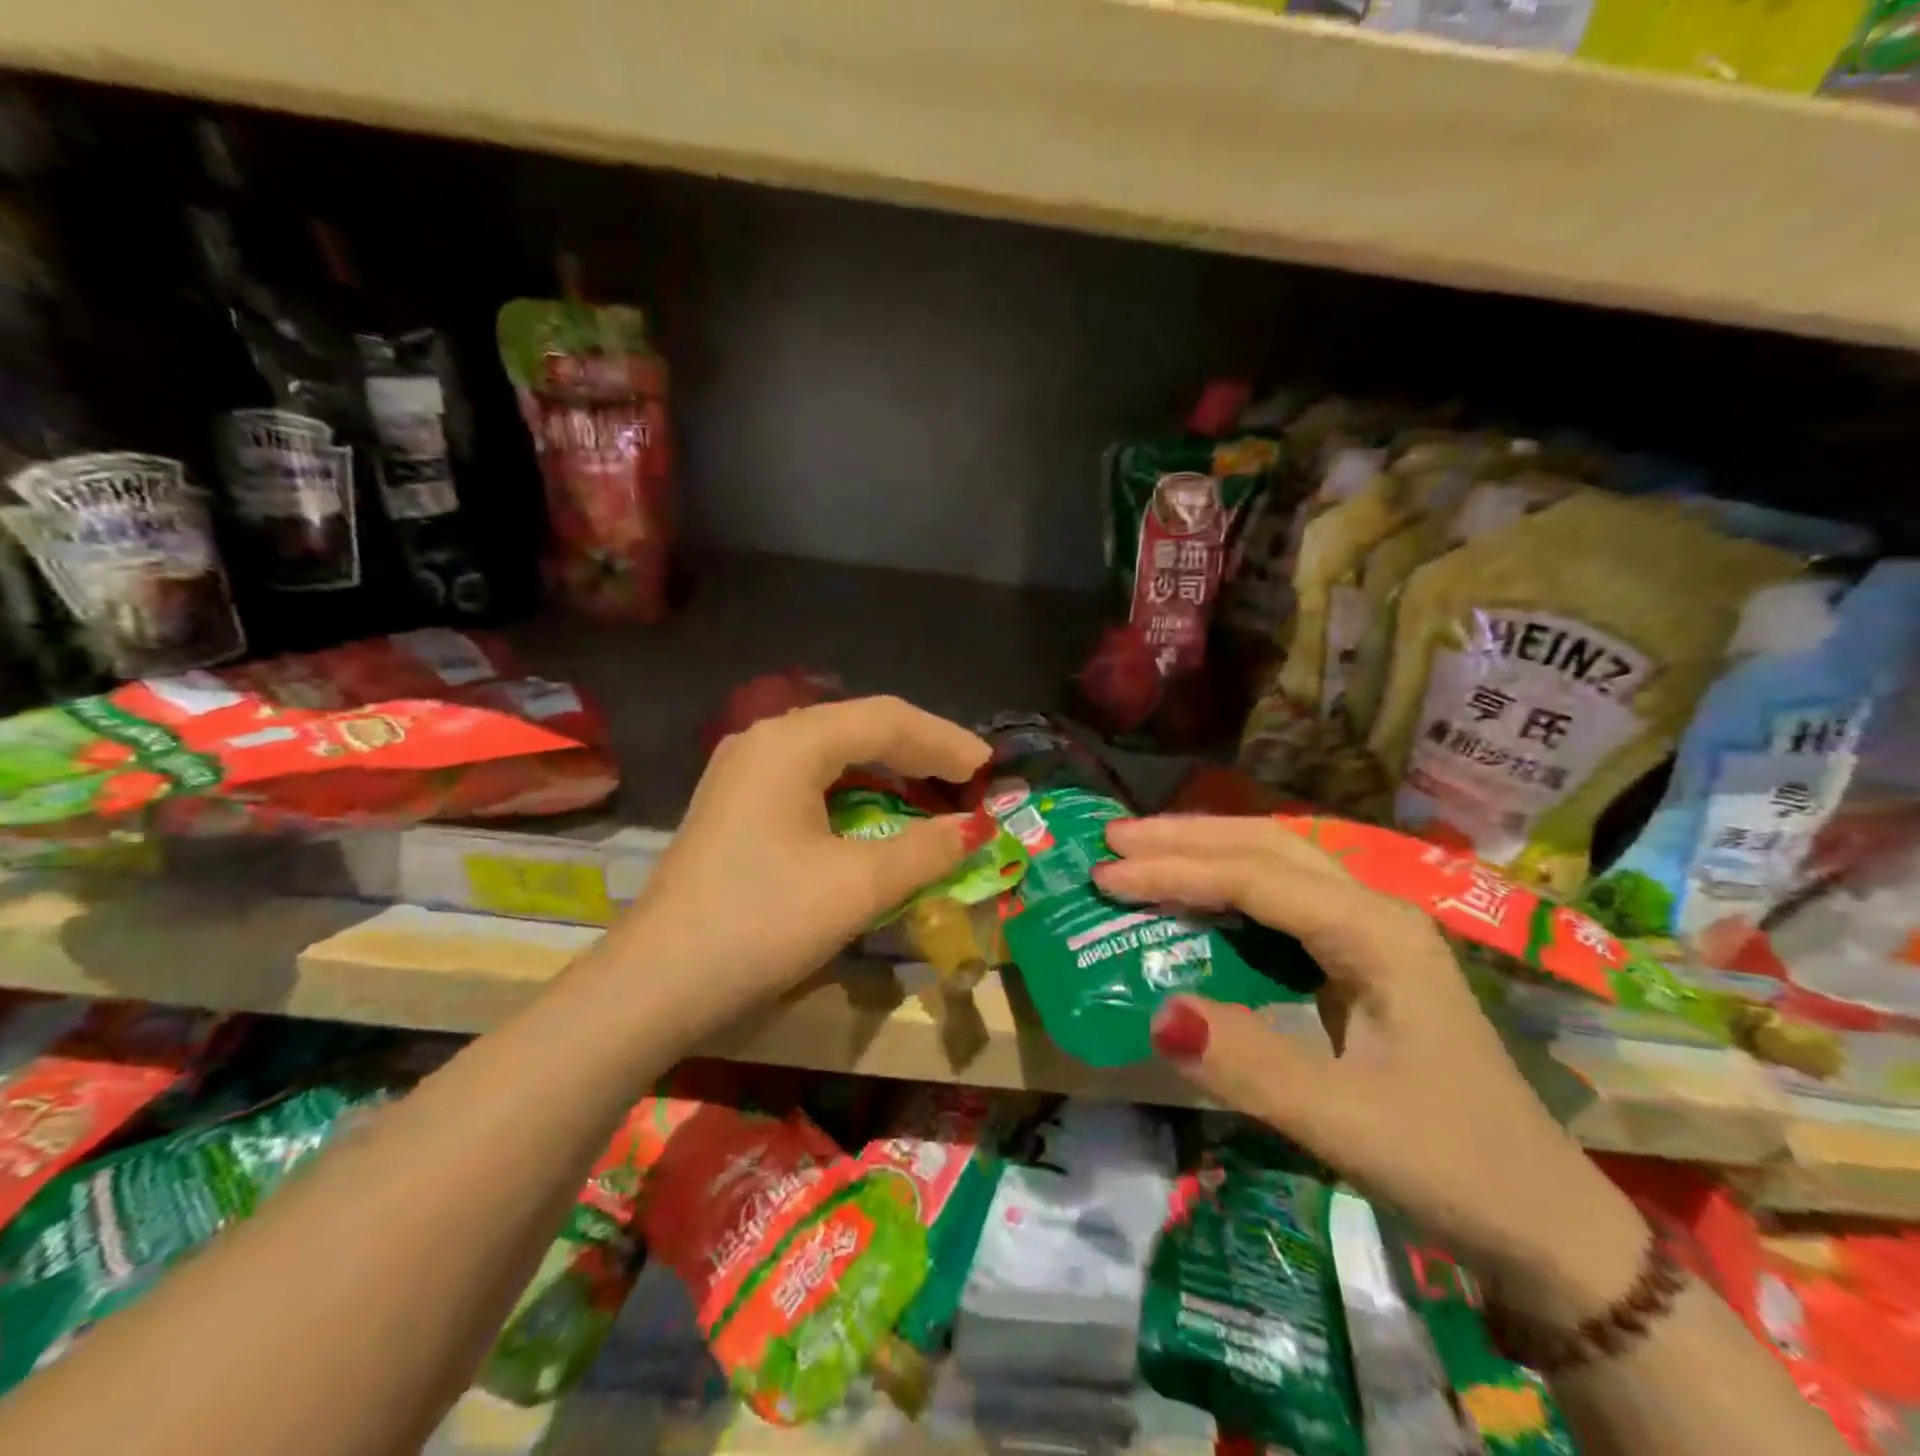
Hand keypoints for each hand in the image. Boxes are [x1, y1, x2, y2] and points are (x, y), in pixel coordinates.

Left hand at [607, 697, 988, 1023]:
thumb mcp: (856, 886)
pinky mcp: (736, 805)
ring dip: (888, 769)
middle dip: (920, 750)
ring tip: (934, 790)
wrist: (655, 985)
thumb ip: (925, 849)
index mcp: (791, 742)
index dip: (945, 741)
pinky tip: (876, 811)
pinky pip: (811, 778)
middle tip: (970, 779)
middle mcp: (765, 740)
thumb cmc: (761, 923)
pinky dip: (855, 791)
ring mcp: (743, 771)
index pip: (886, 719)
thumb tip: (976, 829)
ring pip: (834, 752)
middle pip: (859, 726)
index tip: (990, 768)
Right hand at [1096, 814, 1647, 1318]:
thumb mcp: (1345, 1123)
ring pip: (1279, 863)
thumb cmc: (1451, 1164)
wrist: (1544, 1223)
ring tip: (1142, 852)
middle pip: (1268, 845)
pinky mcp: (1363, 958)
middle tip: (1113, 839)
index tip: (1105, 875)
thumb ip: (1250, 1065)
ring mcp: (1373, 932)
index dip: (1175, 871)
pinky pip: (1284, 899)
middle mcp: (1374, 911)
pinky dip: (1229, 885)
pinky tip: (1198, 897)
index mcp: (1376, 933)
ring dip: (1208, 850)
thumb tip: (1157, 1012)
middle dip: (1186, 837)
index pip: (1255, 878)